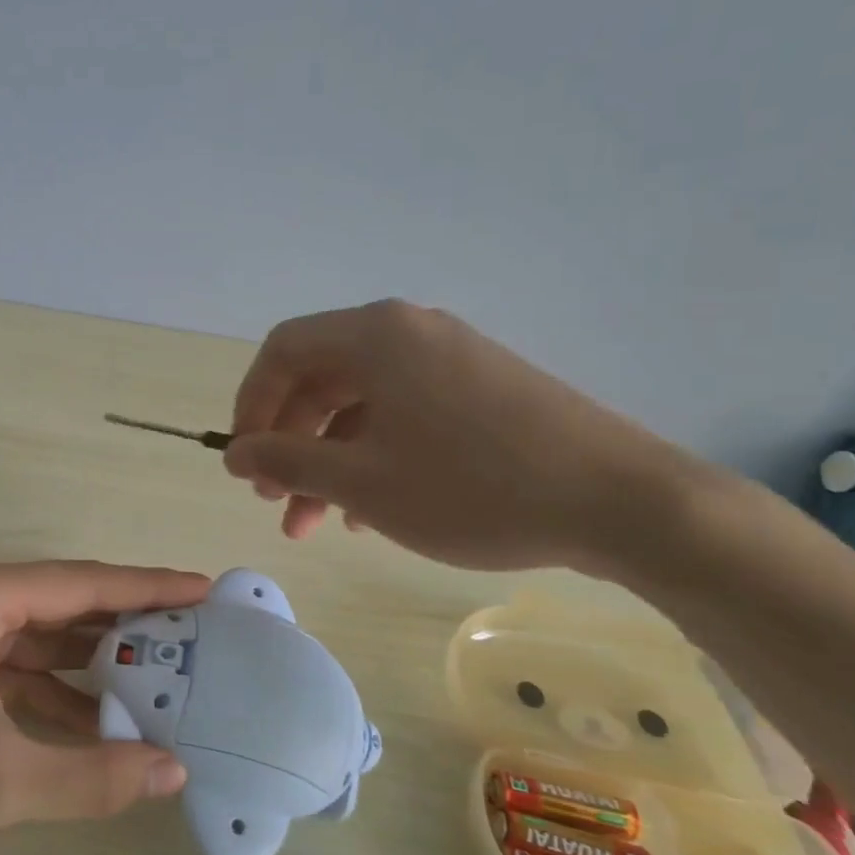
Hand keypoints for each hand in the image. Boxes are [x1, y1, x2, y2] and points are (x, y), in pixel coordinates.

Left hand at [0, 560, 204, 854]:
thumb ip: (89, 777)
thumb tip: (174, 770)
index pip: (83, 583)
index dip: (149, 587)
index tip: (205, 588)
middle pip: (66, 605)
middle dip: (128, 626)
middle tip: (197, 639)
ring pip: (42, 641)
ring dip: (93, 665)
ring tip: (162, 682)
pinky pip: (15, 670)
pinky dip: (55, 695)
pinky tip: (98, 724)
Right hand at [222, 299, 701, 574]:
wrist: (620, 501)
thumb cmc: (472, 487)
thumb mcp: (361, 482)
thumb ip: (286, 461)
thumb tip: (234, 452)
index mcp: (375, 335)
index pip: (282, 351)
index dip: (251, 405)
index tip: (242, 460)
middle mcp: (410, 331)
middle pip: (321, 377)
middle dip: (290, 442)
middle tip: (275, 501)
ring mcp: (451, 357)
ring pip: (363, 402)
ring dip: (330, 459)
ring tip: (320, 523)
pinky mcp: (482, 387)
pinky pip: (405, 412)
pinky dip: (375, 454)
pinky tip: (374, 509)